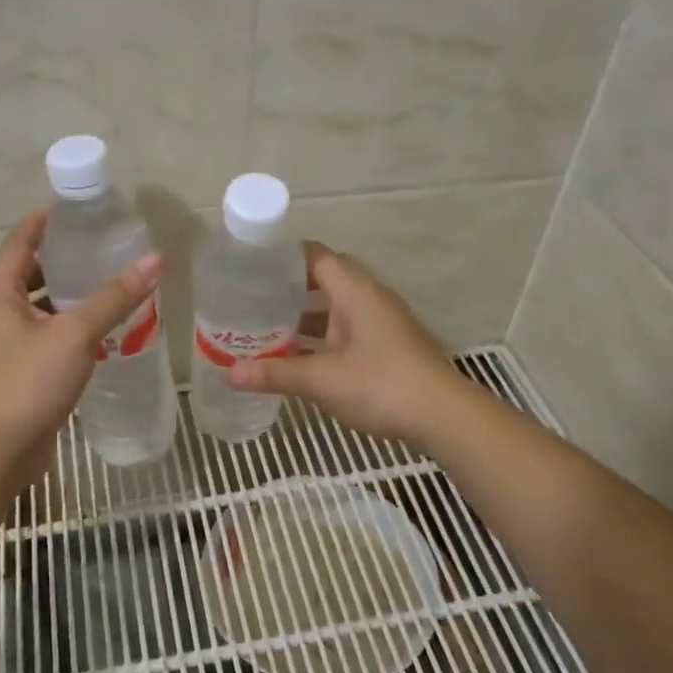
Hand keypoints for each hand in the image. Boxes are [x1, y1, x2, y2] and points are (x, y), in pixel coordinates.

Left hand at [0, 210, 160, 470]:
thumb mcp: (74, 334)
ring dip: (70, 295)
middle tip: (105, 245)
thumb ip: (114, 298)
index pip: (21, 240)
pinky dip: (71, 327)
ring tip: (111, 283)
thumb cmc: (27, 384)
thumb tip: (154, 261)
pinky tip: (103, 330)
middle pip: (30, 272)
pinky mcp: (20, 372)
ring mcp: (6, 345)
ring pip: (40, 308)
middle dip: (65, 258)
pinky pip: (48, 337)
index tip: (81, 207)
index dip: (48, 220)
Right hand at [227, 242, 465, 445]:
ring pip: (335, 309)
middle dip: (289, 288)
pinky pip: (346, 330)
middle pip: (325, 279)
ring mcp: (381, 323)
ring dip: (304, 316)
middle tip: (252, 298)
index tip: (251, 264)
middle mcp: (370, 299)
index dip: (284, 256)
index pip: (316, 256)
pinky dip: (321, 338)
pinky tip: (298, 357)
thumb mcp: (322, 380)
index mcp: (355, 291)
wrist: (443, 417)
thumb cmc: (382, 385)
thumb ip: (275, 373)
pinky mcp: (387, 347)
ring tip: (265, 327)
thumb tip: (230, 374)